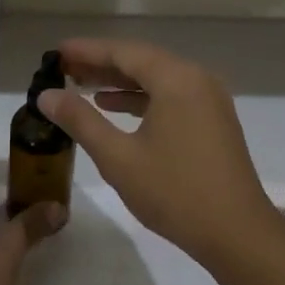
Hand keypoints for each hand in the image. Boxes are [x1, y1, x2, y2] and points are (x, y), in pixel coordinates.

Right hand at [36, 38, 284, 275]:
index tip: (56, 52)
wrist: (237, 234)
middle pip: (142, 61)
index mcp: (176, 79)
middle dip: (102, 64)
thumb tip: (47, 95)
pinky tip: (115, 109)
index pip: (124, 52)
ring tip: (82, 87)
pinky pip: (171, 96)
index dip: (87, 50)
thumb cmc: (175, 192)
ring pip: (157, 79)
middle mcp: (196, 79)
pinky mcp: (213, 120)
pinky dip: (142, 98)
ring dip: (121, 82)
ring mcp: (209, 100)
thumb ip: (81, 121)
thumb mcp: (118, 157)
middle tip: (64, 68)